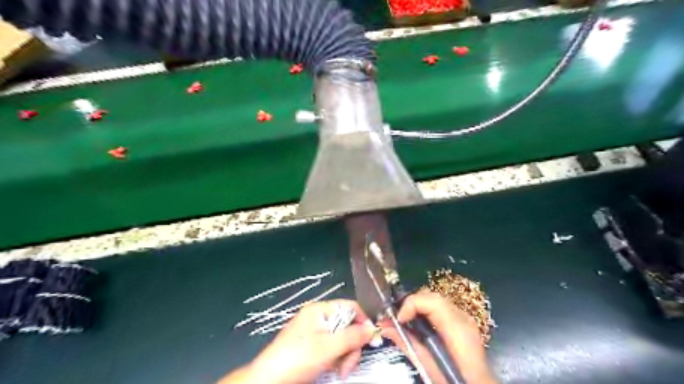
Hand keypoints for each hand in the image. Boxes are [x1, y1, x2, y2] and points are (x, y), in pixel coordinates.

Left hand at [221, 301, 373, 383]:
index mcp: (320, 310)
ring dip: (346, 355)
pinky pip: (332, 348)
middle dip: (352, 345)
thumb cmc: (298, 357)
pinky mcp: (311, 347)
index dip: (363, 321)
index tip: (372, 339)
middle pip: (347, 325)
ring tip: (341, 371)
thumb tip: (373, 329)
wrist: (269, 380)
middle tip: (350, 364)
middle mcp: (318, 318)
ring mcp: (314, 333)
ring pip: (341, 339)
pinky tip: (334, 370)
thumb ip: (353, 337)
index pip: (350, 307)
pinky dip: (336, 359)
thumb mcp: (329, 347)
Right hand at [379, 291, 497, 383]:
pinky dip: (426, 312)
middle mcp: (463, 317)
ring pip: (435, 300)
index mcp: (457, 328)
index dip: (410, 304)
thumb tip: (385, 326)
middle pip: (432, 296)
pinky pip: (441, 308)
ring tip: (405, 321)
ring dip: (418, 307)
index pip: (430, 300)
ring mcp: (465, 318)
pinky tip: (419, 325)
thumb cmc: (453, 380)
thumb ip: (406, 342)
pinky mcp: (463, 322)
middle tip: (397, 319)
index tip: (397, 319)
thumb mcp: (427, 366)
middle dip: (411, 304)